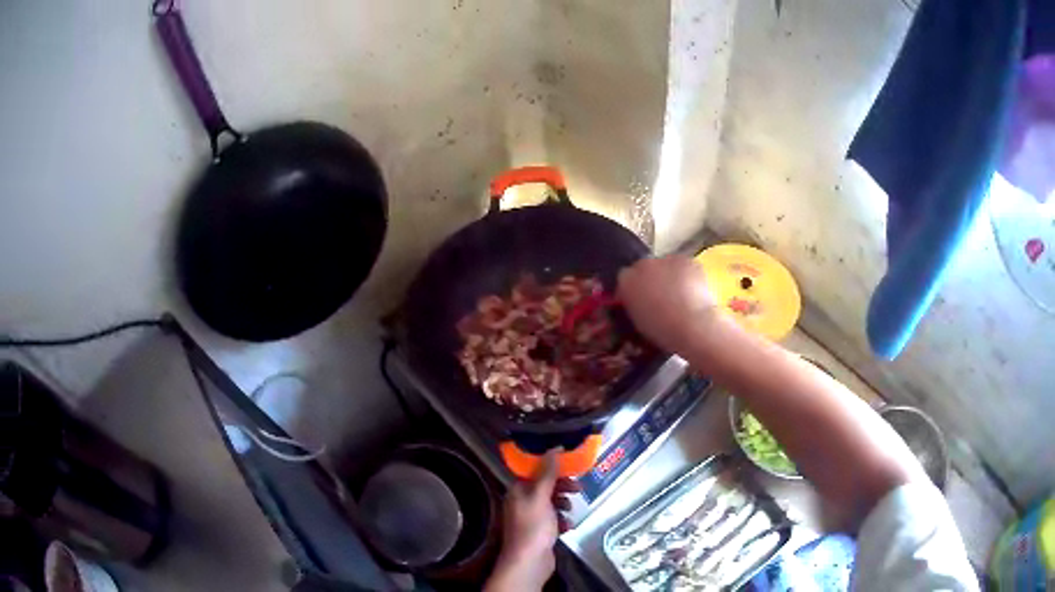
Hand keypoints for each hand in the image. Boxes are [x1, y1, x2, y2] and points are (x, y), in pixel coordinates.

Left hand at [484, 451, 579, 591]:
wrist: (529, 561)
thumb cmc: (533, 526)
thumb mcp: (541, 497)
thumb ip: (548, 473)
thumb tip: (555, 448)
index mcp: (518, 491)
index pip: (534, 471)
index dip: (552, 467)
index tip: (570, 465)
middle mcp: (522, 502)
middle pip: (545, 487)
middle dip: (562, 486)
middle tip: (578, 488)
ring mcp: (531, 518)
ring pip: (551, 503)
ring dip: (563, 504)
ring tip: (570, 509)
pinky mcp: (540, 532)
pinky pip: (554, 520)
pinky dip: (562, 520)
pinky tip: (568, 526)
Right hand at [617, 254, 719, 353]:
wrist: (689, 326)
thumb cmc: (660, 331)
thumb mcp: (636, 322)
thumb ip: (634, 304)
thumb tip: (639, 301)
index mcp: (626, 281)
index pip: (625, 277)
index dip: (634, 288)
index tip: (640, 300)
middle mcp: (642, 266)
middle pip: (644, 267)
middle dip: (651, 279)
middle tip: (661, 297)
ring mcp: (665, 260)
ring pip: (665, 264)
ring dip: (668, 275)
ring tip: (679, 295)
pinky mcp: (686, 261)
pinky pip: (683, 266)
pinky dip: (686, 275)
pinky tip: (692, 289)